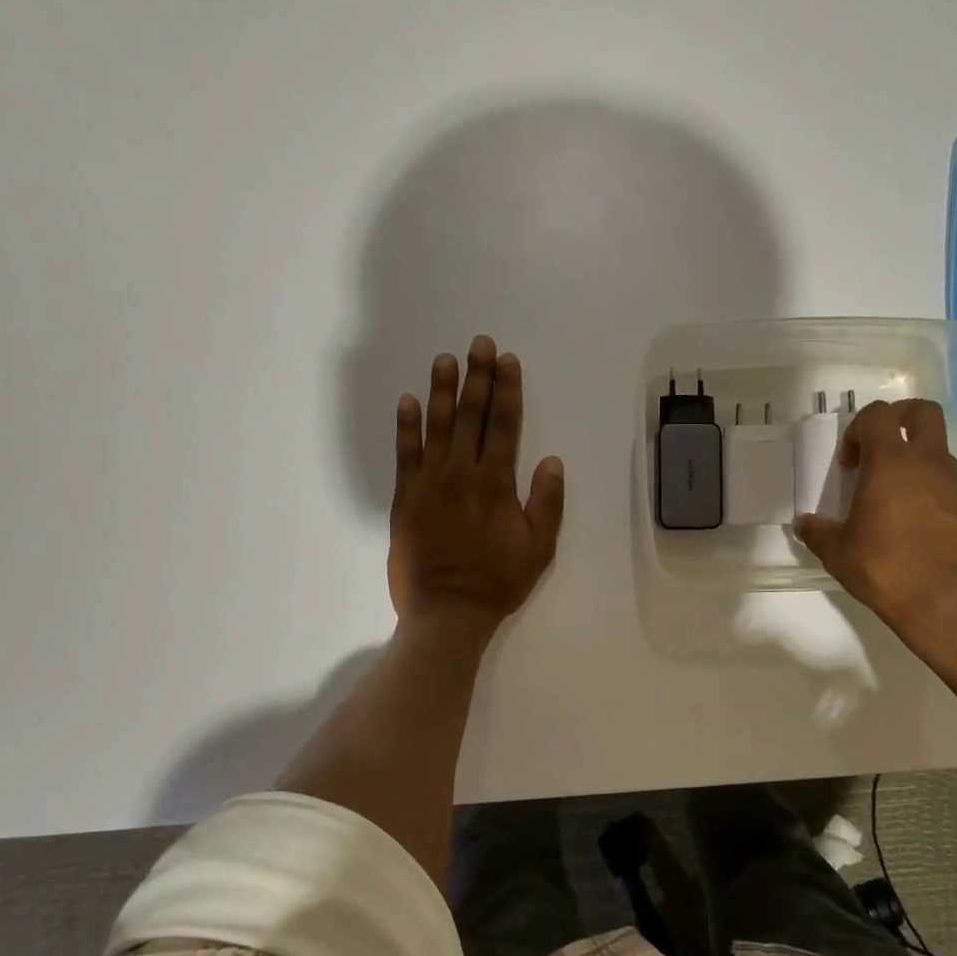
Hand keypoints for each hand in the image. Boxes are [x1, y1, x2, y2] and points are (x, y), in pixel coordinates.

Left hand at [388, 335, 565, 633]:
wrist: (447, 611)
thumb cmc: (498, 580)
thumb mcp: (539, 547)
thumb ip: (547, 502)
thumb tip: (551, 461)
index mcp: (495, 483)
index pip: (504, 425)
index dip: (507, 390)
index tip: (507, 361)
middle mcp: (461, 473)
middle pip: (471, 416)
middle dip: (477, 377)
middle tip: (479, 344)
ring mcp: (428, 483)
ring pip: (436, 427)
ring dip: (442, 390)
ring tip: (445, 359)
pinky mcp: (405, 498)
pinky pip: (404, 454)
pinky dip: (406, 426)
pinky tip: (408, 401)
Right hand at [793, 399, 956, 639]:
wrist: (948, 601)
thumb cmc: (886, 567)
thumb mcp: (837, 552)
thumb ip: (817, 532)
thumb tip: (804, 524)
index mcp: (891, 462)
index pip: (877, 415)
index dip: (858, 429)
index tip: (849, 463)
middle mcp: (928, 462)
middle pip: (923, 412)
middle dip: (900, 418)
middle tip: (880, 449)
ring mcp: (955, 484)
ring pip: (937, 450)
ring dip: (914, 460)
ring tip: (892, 497)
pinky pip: (948, 482)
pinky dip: (930, 489)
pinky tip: (913, 523)